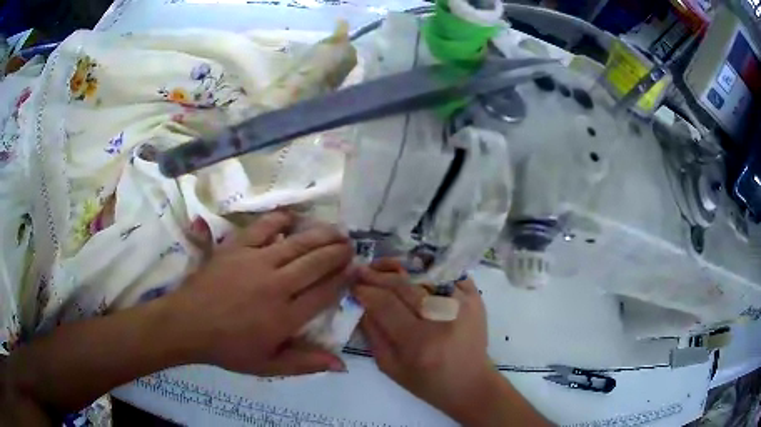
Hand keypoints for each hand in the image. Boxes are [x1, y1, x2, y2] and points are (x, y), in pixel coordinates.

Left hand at [167, 211, 352, 375]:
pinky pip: (263, 227)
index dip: (343, 280)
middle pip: (316, 263)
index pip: (324, 293)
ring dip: (321, 235)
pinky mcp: (237, 247)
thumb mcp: (268, 366)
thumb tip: (342, 365)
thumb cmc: (228, 348)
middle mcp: (275, 286)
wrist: (188, 324)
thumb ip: (305, 364)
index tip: (355, 270)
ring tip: (337, 230)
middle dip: (338, 253)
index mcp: (285, 317)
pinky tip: (292, 218)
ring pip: (297, 243)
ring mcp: (255, 262)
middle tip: (350, 246)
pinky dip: (281, 219)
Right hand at [353, 260, 498, 420]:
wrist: (470, 383)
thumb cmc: (427, 382)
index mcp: (419, 342)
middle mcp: (443, 319)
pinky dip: (427, 271)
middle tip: (362, 270)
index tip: (352, 284)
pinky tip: (413, 274)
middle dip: (378, 275)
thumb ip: (372, 334)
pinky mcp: (476, 298)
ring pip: (424, 275)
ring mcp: (463, 304)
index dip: (366, 290)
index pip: (385, 304)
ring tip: (384, 267)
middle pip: (404, 285)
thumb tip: (361, 302)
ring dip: (400, 269)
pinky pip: (446, 275)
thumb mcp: (390, 367)